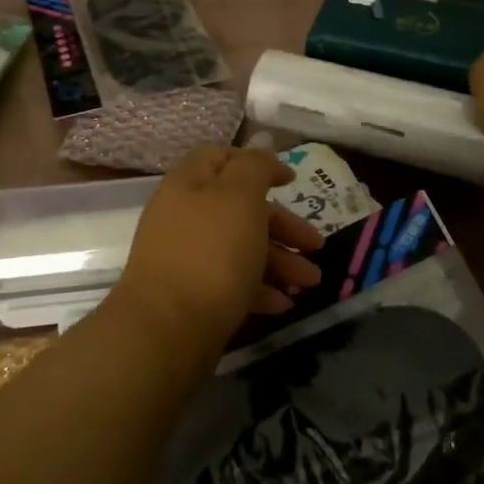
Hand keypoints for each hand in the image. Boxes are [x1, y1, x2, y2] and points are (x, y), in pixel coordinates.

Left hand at [114, 147, 323, 358]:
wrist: (167, 329)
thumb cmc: (211, 253)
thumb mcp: (240, 196)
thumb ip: (254, 167)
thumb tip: (262, 153)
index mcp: (189, 184)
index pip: (221, 157)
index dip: (258, 164)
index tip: (291, 182)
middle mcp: (183, 217)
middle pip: (238, 209)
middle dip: (282, 226)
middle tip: (316, 245)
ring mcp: (184, 258)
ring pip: (239, 248)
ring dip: (279, 262)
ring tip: (311, 283)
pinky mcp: (189, 296)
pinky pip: (229, 283)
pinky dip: (258, 289)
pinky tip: (283, 304)